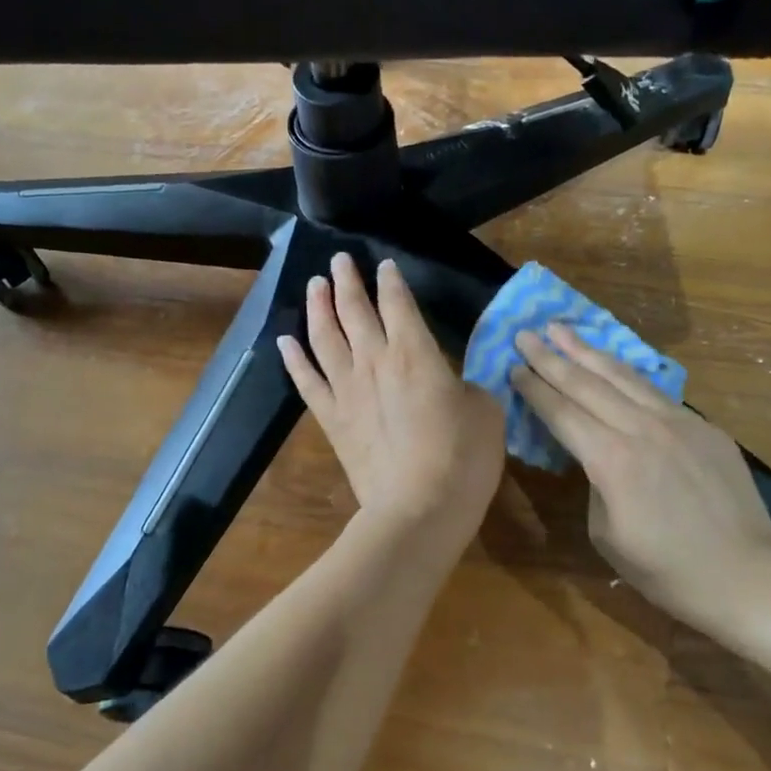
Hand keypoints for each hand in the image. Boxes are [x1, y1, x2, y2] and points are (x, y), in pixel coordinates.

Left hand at [278, 253, 505, 528]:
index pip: (398, 302)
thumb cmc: (463, 458)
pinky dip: (294, 358)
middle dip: (347, 281)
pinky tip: (285, 340)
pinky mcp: (331, 418)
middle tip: (338, 261)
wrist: (419, 509)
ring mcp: (347, 389)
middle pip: (354, 310)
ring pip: (325, 336)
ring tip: (314, 284)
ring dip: (318, 307)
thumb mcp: (485, 410)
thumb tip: (455, 382)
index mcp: (415, 352)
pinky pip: (306, 380)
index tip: (384, 265)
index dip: (391, 281)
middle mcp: (374, 360)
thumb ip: (467, 385)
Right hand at [512, 323, 770, 626]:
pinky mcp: (703, 427)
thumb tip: (597, 457)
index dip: (534, 389)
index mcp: (611, 459)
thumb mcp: (607, 535)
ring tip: (562, 329)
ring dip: (588, 351)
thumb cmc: (668, 569)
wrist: (748, 575)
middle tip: (525, 334)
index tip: (513, 366)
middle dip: (551, 357)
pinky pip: (656, 391)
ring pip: (623, 376)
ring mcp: (677, 422)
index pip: (562, 413)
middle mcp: (641, 428)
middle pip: (587, 384)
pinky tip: (613, 365)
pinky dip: (627, 373)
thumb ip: (595, 484)